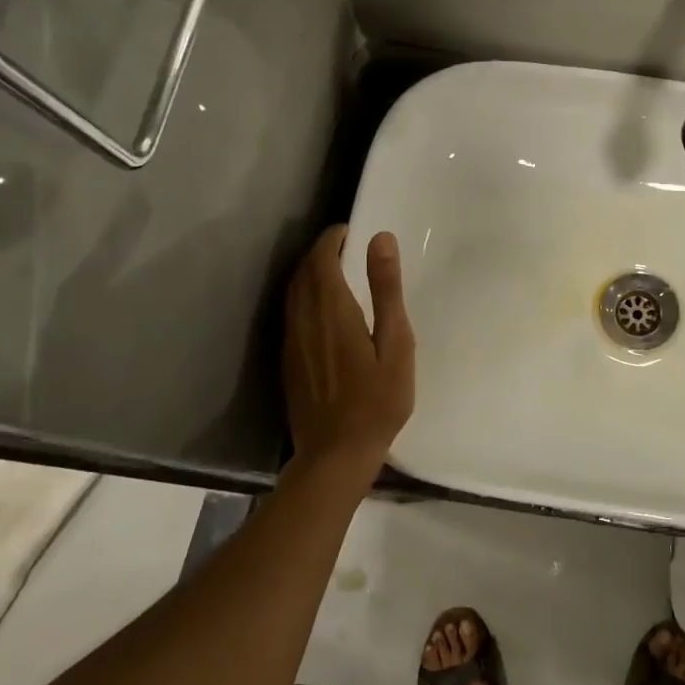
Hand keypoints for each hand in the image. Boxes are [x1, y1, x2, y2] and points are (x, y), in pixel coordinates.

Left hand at [283, 226, 414, 481]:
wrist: (336, 454)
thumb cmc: (377, 400)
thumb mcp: (396, 343)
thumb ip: (386, 289)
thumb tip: (380, 239)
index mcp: (332, 310)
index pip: (321, 259)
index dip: (331, 239)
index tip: (350, 230)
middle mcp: (304, 320)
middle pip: (303, 273)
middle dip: (320, 252)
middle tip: (345, 245)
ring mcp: (292, 342)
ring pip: (292, 293)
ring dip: (309, 273)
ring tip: (334, 269)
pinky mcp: (288, 361)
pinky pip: (291, 314)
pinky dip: (303, 296)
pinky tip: (322, 308)